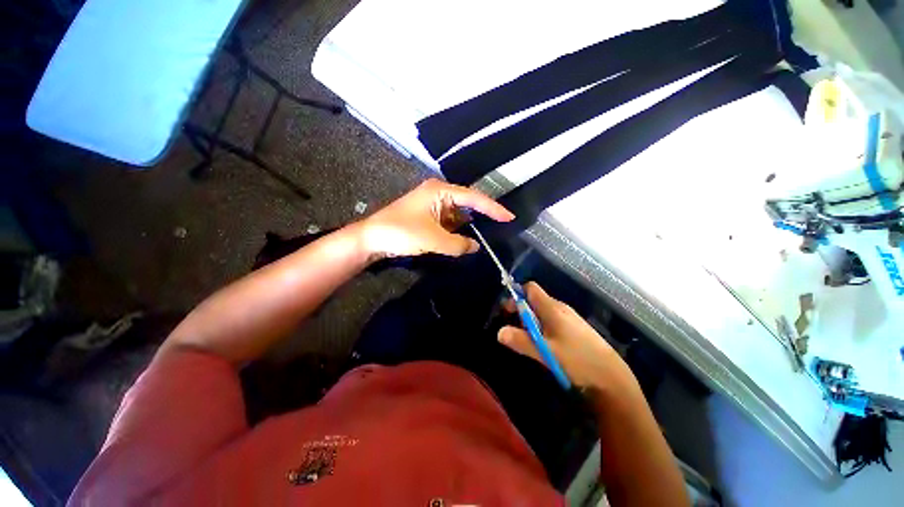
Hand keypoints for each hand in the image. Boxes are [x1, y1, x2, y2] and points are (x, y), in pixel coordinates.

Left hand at [357, 179, 513, 258]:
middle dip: (483, 216)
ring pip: (458, 215)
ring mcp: (432, 205)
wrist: (371, 239)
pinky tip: (466, 239)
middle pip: (467, 204)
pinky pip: (449, 222)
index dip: (493, 208)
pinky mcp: (428, 217)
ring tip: (489, 234)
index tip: (509, 217)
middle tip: (502, 226)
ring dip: (469, 226)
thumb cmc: (401, 232)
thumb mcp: (433, 239)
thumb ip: (458, 244)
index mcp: (440, 191)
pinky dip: (457, 231)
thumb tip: (475, 246)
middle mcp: (438, 194)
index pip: (473, 198)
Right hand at [498, 282, 633, 389]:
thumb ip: (521, 341)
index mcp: (552, 308)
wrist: (612, 375)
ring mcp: (569, 317)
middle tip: (514, 327)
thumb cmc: (577, 359)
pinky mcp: (575, 327)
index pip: (531, 288)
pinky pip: (552, 319)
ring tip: (528, 338)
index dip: (517, 294)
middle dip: (521, 310)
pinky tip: (545, 343)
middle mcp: (560, 307)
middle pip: (535, 300)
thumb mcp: (546, 352)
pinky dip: (542, 326)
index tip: (507, 309)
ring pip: (543, 311)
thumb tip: (499, 332)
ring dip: (531, 320)